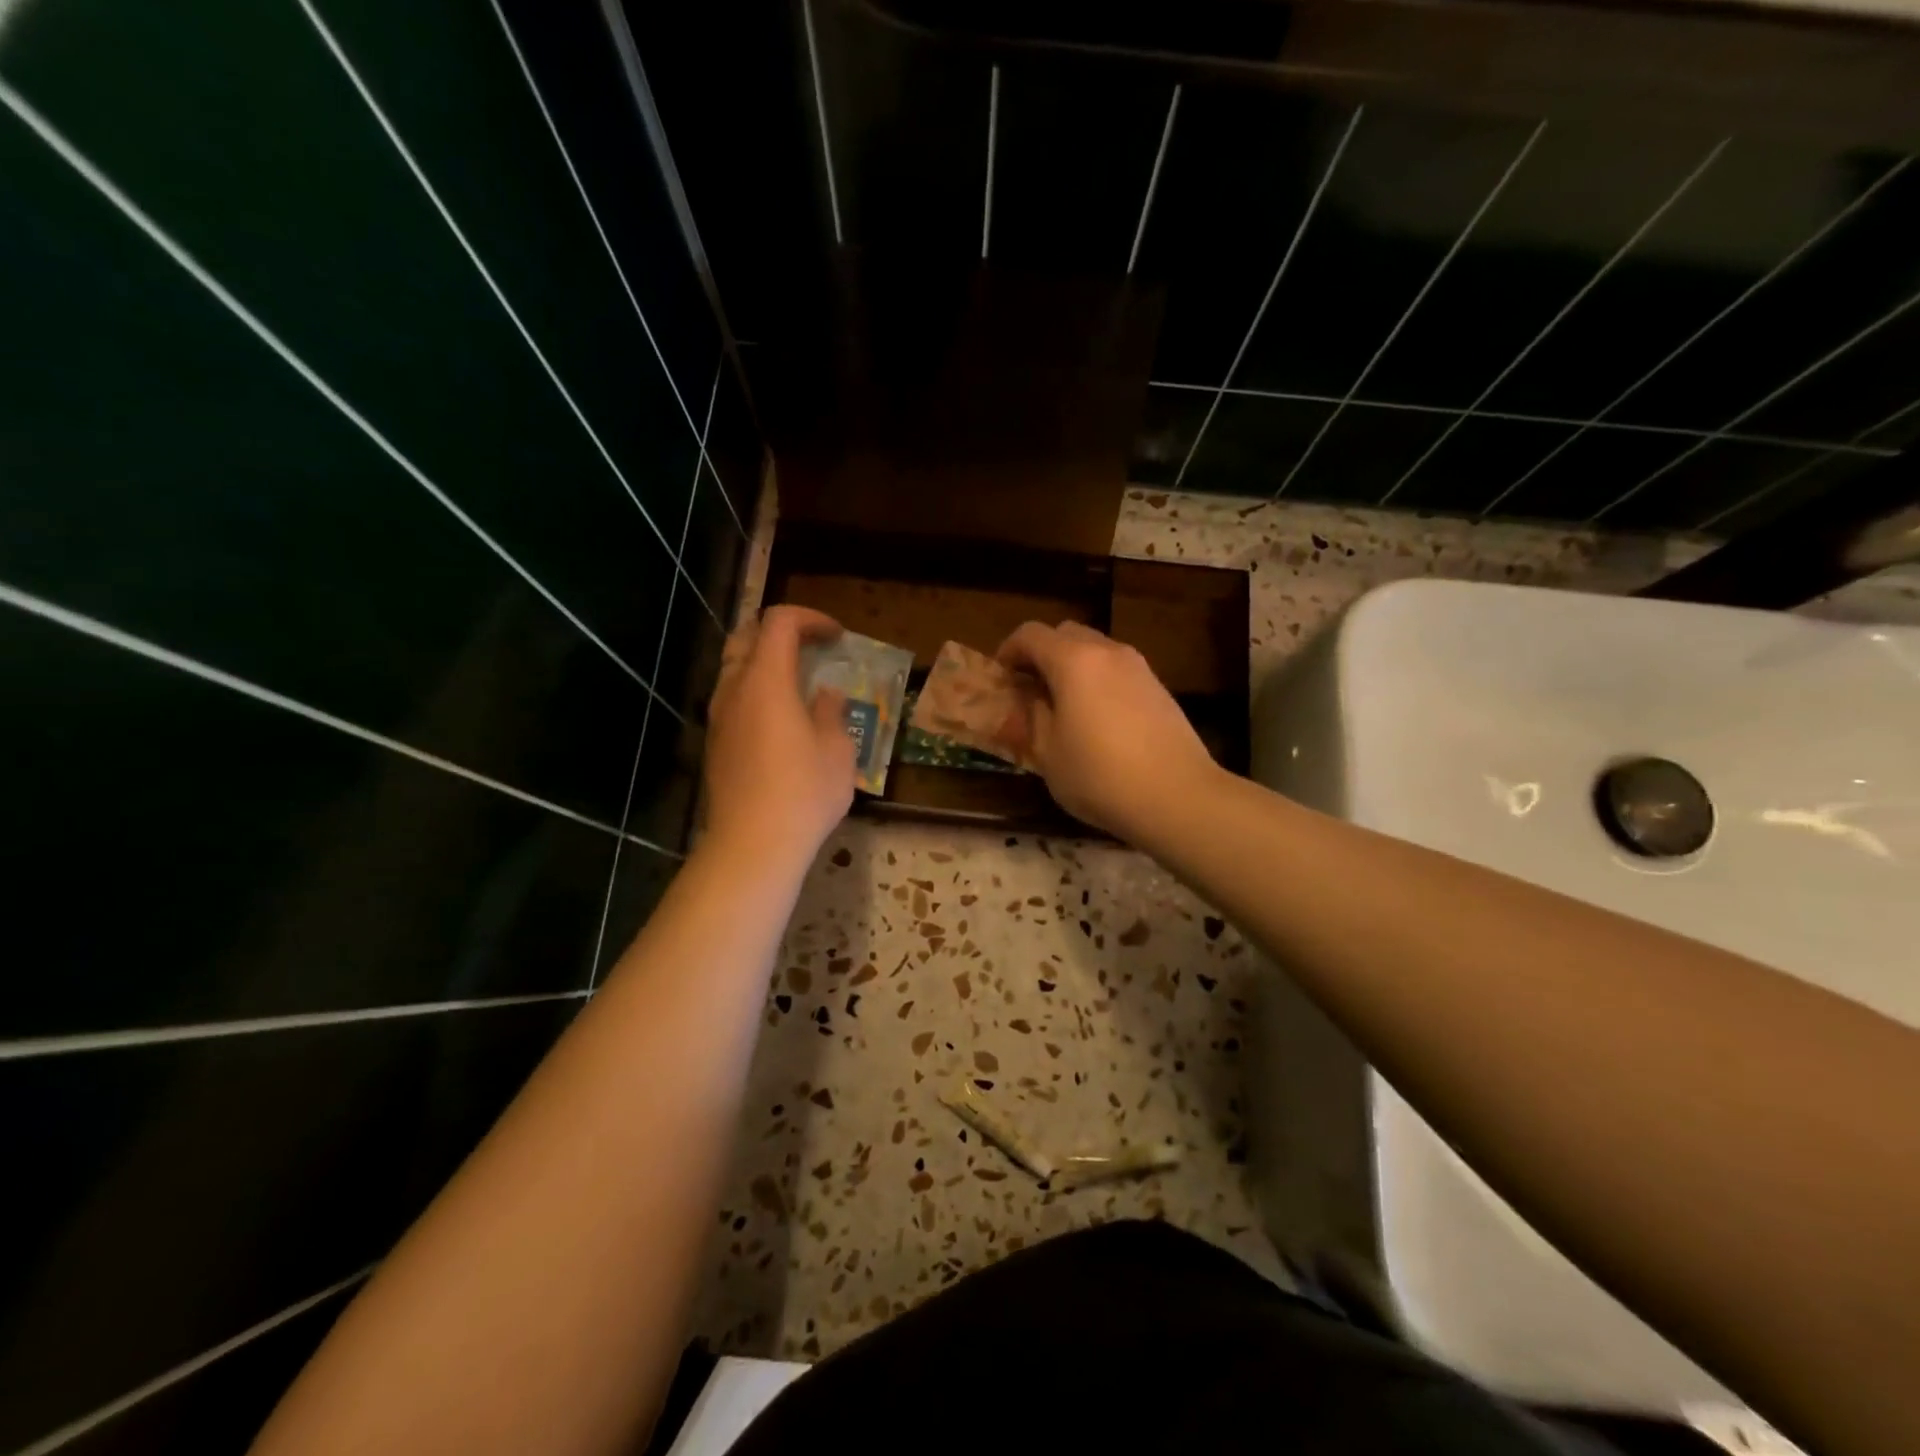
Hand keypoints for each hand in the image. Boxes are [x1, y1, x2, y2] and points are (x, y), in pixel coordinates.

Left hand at [702, 605, 855, 868]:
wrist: (752, 844)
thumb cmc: (804, 792)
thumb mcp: (837, 751)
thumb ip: (831, 712)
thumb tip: (826, 694)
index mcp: (766, 680)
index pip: (779, 622)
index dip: (810, 619)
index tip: (837, 637)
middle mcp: (734, 689)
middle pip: (747, 636)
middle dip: (781, 633)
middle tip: (812, 649)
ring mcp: (719, 717)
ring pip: (734, 668)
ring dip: (765, 663)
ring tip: (798, 684)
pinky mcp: (715, 743)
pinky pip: (733, 699)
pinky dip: (756, 691)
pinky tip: (781, 719)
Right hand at [995, 620, 1217, 842]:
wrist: (1177, 796)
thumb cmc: (1100, 776)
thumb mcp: (1048, 754)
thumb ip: (1032, 717)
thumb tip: (1030, 700)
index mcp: (1074, 661)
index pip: (1030, 634)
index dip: (1008, 651)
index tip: (1001, 679)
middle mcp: (1107, 652)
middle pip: (1065, 633)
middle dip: (1041, 654)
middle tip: (1030, 689)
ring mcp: (1138, 667)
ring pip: (1095, 649)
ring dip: (1071, 666)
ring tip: (1063, 706)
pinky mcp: (1158, 687)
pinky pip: (1117, 670)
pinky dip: (1097, 680)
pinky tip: (1097, 719)